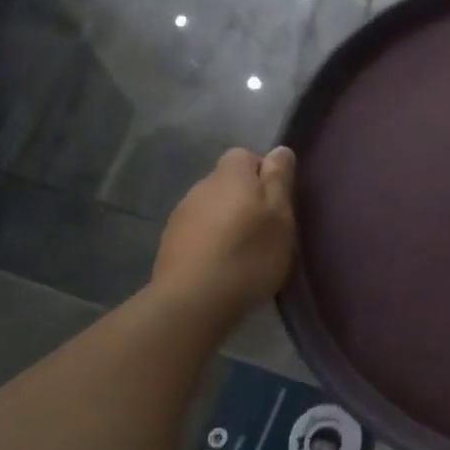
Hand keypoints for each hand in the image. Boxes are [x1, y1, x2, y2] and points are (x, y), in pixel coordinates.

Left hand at [152, 147, 296, 319]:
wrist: (194, 300)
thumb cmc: (249, 254)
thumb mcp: (280, 216)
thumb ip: (279, 180)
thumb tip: (279, 150)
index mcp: (230, 175)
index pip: (245, 155)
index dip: (263, 173)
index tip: (277, 201)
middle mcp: (201, 186)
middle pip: (227, 182)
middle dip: (245, 198)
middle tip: (266, 229)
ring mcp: (181, 214)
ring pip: (211, 206)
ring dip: (227, 220)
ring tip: (244, 251)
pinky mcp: (170, 242)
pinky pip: (198, 231)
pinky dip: (211, 240)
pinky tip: (222, 265)